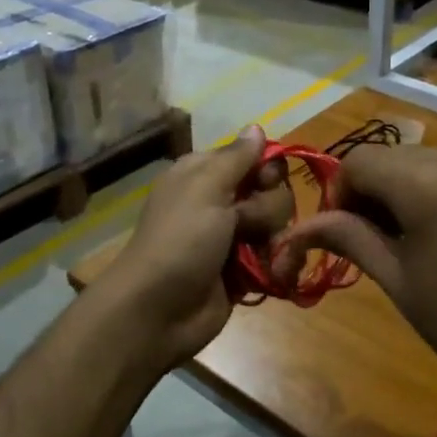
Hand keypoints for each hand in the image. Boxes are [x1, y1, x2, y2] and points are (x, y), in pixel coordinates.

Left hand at [97, 126, 292, 367]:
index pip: (252, 157)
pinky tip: (273, 273)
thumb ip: (236, 158)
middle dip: (266, 210)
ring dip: (273, 240)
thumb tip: (256, 126)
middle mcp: (219, 202)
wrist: (158, 311)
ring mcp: (232, 239)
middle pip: (272, 192)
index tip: (264, 182)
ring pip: (278, 226)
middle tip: (242, 226)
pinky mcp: (243, 271)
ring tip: (255, 257)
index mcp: (203, 175)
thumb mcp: (205, 188)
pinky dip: (278, 265)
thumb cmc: (180, 240)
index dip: (265, 169)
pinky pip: (277, 257)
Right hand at [273, 147, 436, 421]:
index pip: (362, 161)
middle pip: (399, 157)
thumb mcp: (398, 281)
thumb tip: (301, 224)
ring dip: (414, 189)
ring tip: (422, 240)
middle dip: (377, 190)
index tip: (342, 231)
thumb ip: (348, 237)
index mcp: (436, 185)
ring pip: (436, 161)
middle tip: (378, 239)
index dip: (341, 192)